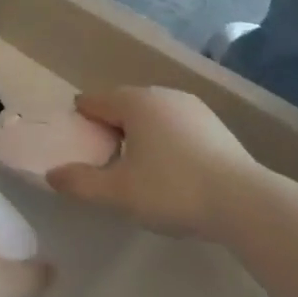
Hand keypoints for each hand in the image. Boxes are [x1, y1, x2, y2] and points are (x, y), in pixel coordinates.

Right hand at [46, 86, 258, 238]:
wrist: (245, 203)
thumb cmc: (173, 190)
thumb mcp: (119, 193)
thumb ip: (81, 183)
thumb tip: (52, 175)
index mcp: (134, 101)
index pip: (94, 101)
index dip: (81, 120)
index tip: (77, 143)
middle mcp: (161, 93)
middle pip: (123, 105)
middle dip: (110, 126)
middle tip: (104, 159)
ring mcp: (192, 107)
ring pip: (152, 114)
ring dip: (139, 133)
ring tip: (137, 166)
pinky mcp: (215, 125)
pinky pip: (176, 125)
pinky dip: (166, 139)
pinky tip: (171, 168)